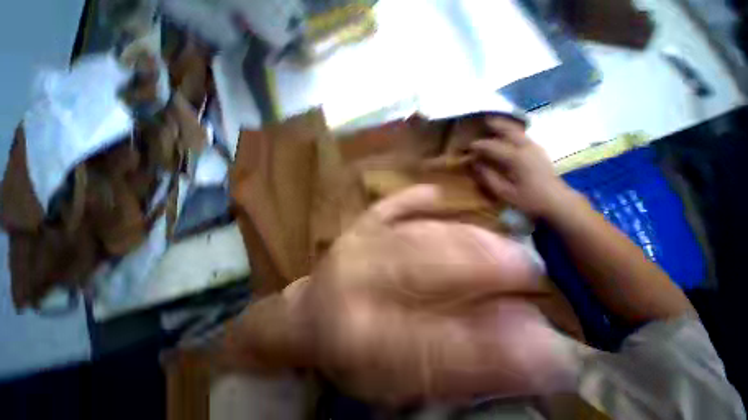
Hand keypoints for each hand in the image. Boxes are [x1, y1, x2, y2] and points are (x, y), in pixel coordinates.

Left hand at [227, 186, 581, 404]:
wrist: (308, 317)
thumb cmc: (351, 352)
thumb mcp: (399, 375)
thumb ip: (458, 363)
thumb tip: (524, 353)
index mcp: (358, 338)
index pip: (434, 345)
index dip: (494, 348)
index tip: (549, 344)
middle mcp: (353, 285)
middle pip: (423, 270)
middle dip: (482, 267)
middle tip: (529, 268)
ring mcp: (352, 246)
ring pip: (413, 235)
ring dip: (463, 237)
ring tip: (502, 244)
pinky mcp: (354, 228)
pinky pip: (385, 208)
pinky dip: (410, 198)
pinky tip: (435, 193)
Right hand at [470, 117, 573, 218]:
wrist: (557, 201)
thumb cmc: (528, 199)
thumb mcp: (503, 192)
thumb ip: (487, 176)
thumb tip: (475, 163)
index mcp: (516, 158)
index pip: (492, 146)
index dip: (479, 145)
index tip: (467, 146)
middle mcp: (526, 147)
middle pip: (509, 130)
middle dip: (495, 124)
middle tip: (482, 120)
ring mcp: (535, 147)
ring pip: (518, 130)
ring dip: (505, 125)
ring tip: (493, 123)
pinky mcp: (538, 151)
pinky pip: (523, 135)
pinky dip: (513, 131)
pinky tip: (507, 134)